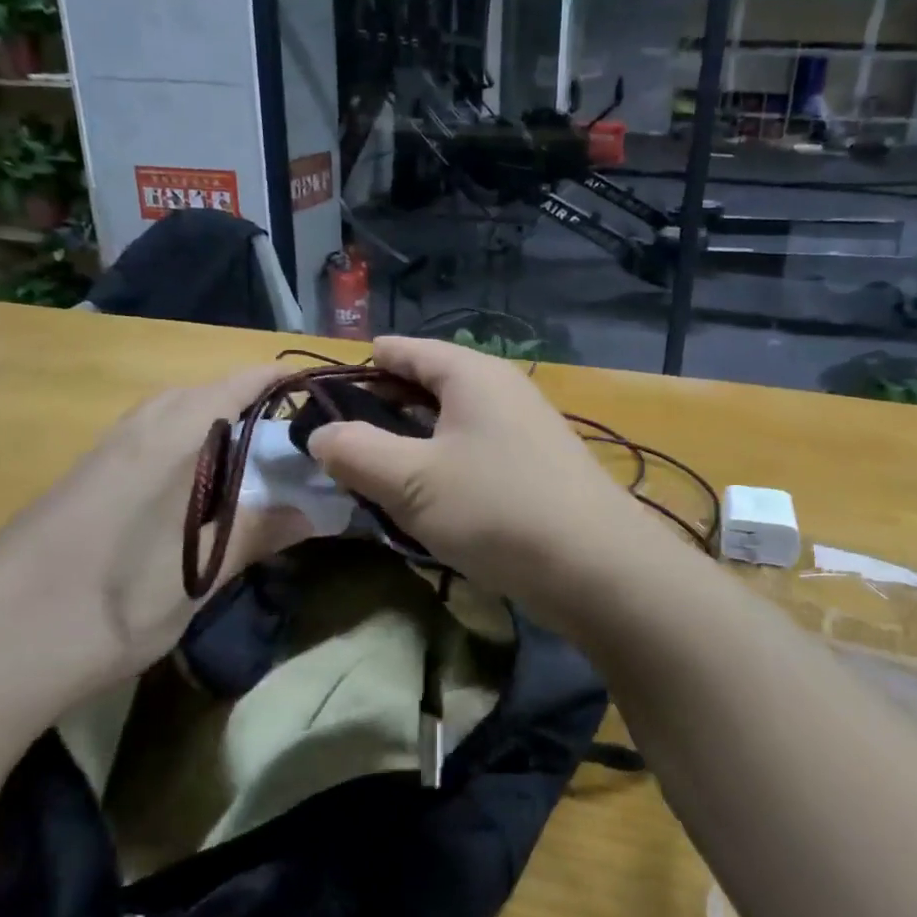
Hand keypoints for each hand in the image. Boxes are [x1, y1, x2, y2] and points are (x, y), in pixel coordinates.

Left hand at [0, 365, 314, 701]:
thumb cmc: (104, 606)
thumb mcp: (195, 576)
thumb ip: (255, 533)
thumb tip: (314, 511)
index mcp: (168, 439)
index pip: (236, 385)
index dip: (280, 380)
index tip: (321, 389)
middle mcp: (134, 432)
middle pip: (202, 394)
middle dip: (249, 402)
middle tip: (290, 438)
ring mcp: (101, 456)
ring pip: (169, 418)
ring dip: (213, 426)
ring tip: (249, 464)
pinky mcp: (81, 483)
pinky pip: (146, 442)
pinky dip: (183, 449)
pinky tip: (191, 494)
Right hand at [307, 337, 654, 615]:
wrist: (595, 567)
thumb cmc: (496, 509)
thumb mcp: (411, 481)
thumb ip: (356, 452)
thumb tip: (320, 434)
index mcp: (471, 374)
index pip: (405, 350)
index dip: (362, 365)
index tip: (323, 388)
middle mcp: (501, 389)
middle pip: (428, 384)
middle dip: (382, 408)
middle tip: (339, 439)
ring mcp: (524, 428)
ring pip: (451, 422)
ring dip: (411, 441)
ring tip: (373, 470)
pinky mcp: (536, 466)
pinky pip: (474, 451)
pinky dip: (442, 464)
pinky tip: (425, 497)